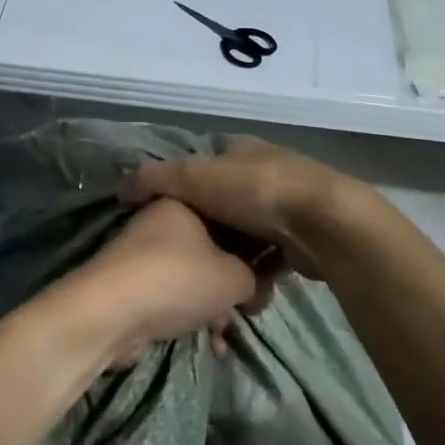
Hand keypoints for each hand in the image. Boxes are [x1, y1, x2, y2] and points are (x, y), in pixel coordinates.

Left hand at [60, 198, 274, 366]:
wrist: (112, 313)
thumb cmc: (178, 279)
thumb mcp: (234, 276)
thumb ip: (254, 277)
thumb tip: (254, 287)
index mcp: (184, 201)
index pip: (231, 214)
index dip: (255, 244)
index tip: (272, 270)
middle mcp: (163, 222)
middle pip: (213, 248)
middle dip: (235, 281)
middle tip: (252, 305)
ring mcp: (146, 255)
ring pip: (195, 277)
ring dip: (215, 306)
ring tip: (230, 331)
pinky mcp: (136, 286)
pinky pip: (176, 298)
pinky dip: (193, 317)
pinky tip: (212, 344)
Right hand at [119, 137, 368, 281]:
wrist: (322, 223)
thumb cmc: (254, 192)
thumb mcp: (193, 177)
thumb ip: (155, 179)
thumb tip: (121, 187)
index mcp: (241, 150)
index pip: (202, 168)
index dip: (182, 193)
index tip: (166, 223)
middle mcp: (265, 172)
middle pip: (224, 206)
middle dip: (210, 235)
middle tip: (190, 261)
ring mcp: (287, 206)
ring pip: (247, 236)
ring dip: (234, 260)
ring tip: (216, 286)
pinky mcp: (302, 238)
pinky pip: (269, 259)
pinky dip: (257, 275)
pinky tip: (246, 293)